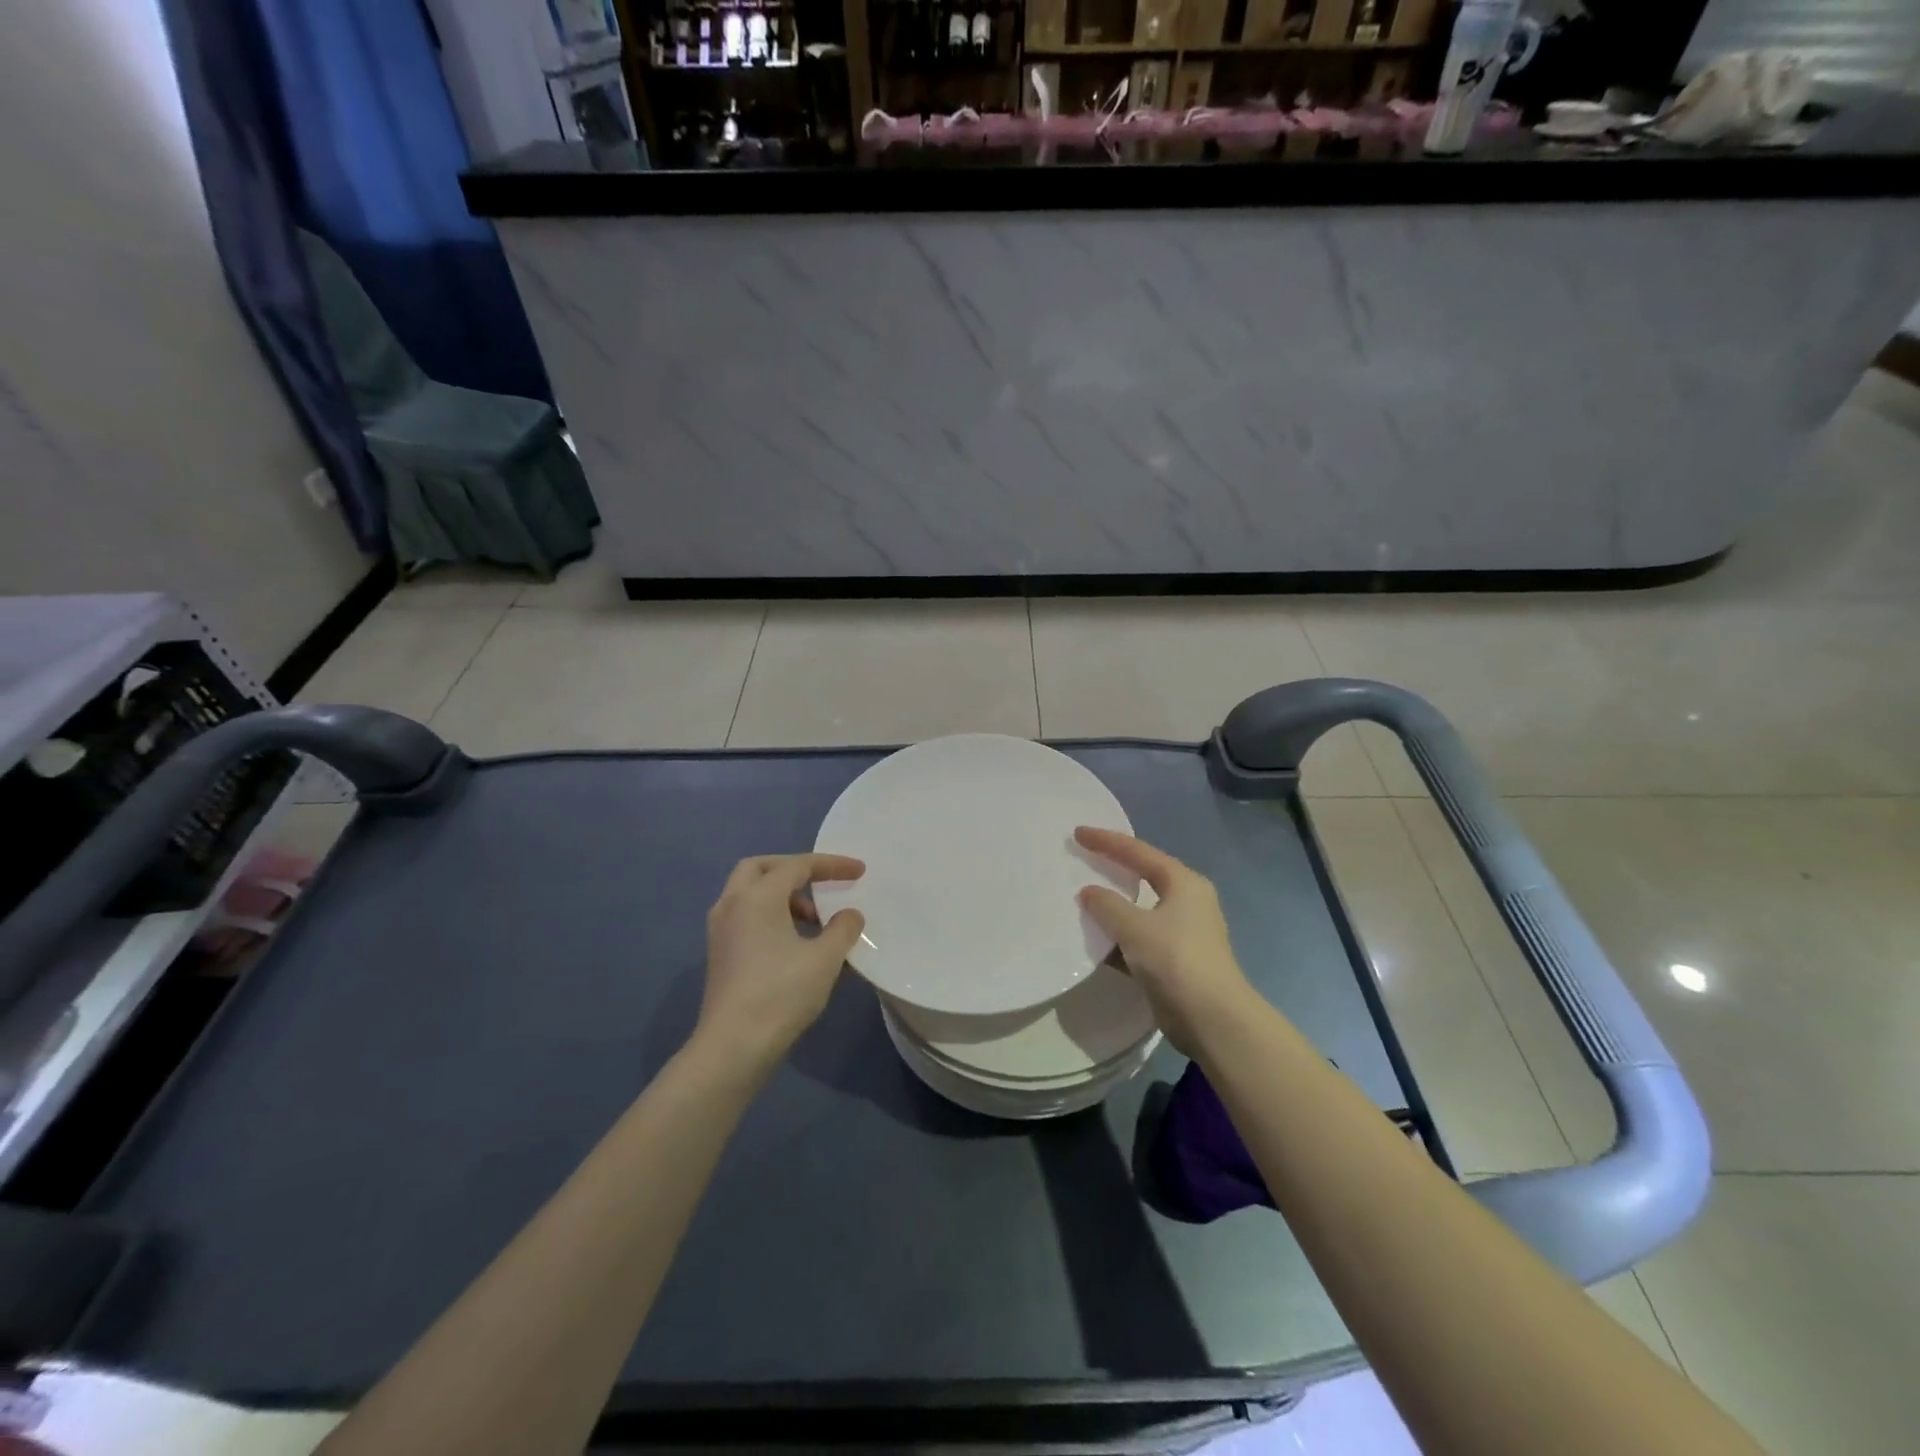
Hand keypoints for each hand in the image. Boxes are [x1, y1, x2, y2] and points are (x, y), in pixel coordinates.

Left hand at [696, 854, 865, 1074]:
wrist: (733, 1046)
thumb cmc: (781, 994)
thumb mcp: (824, 959)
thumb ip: (843, 928)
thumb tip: (850, 914)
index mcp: (757, 897)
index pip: (797, 866)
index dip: (832, 865)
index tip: (860, 871)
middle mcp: (732, 904)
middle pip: (761, 867)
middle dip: (794, 869)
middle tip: (821, 883)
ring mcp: (720, 929)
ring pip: (750, 893)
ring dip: (782, 895)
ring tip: (814, 921)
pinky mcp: (719, 953)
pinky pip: (745, 915)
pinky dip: (769, 914)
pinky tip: (793, 942)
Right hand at [1075, 827, 1254, 1056]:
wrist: (1212, 1018)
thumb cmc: (1176, 959)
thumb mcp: (1135, 927)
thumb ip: (1107, 905)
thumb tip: (1088, 892)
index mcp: (1184, 883)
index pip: (1139, 852)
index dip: (1107, 841)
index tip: (1078, 833)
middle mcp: (1186, 902)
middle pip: (1143, 876)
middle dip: (1112, 868)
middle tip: (1083, 857)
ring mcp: (1182, 932)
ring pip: (1139, 909)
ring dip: (1113, 906)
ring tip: (1081, 896)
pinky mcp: (1174, 960)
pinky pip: (1138, 938)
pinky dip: (1117, 937)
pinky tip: (1092, 939)